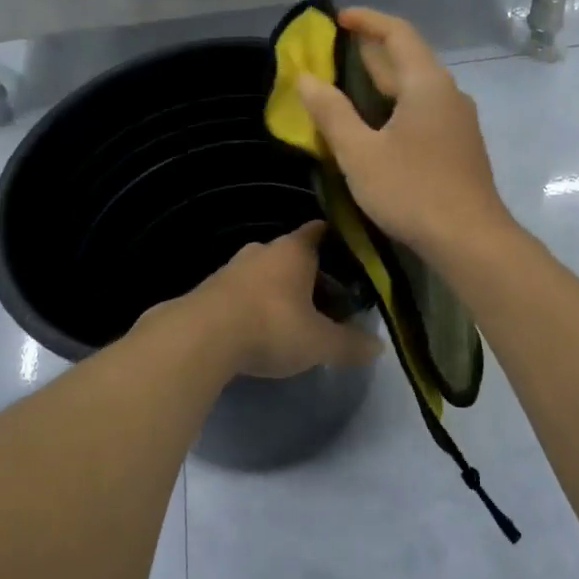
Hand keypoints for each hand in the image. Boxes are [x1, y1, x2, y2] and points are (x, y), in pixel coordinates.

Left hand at [180, 221, 380, 378]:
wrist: (200, 338)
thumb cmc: (271, 326)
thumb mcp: (319, 342)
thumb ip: (349, 343)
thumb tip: (378, 347)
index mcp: (294, 250)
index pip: (319, 231)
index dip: (336, 242)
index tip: (350, 258)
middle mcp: (263, 249)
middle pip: (292, 254)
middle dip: (309, 273)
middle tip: (326, 299)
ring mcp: (232, 267)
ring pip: (264, 272)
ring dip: (278, 290)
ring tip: (293, 318)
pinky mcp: (209, 289)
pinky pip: (241, 291)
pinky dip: (253, 304)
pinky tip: (258, 329)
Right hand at [295, 8, 514, 259]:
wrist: (471, 240)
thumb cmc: (412, 191)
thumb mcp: (359, 153)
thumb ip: (332, 112)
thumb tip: (306, 78)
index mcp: (426, 84)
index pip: (397, 33)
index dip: (367, 20)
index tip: (337, 19)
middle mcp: (448, 93)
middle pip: (408, 58)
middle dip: (370, 51)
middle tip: (332, 54)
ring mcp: (458, 120)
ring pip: (416, 87)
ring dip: (383, 81)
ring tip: (347, 88)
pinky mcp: (459, 145)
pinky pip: (424, 109)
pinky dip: (396, 105)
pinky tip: (376, 126)